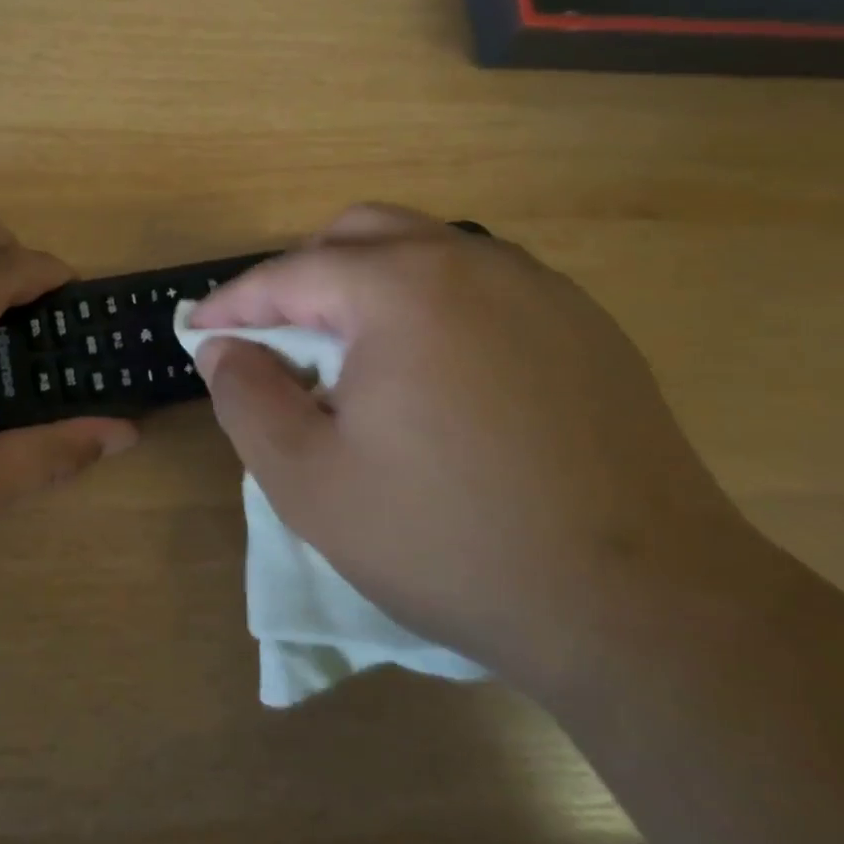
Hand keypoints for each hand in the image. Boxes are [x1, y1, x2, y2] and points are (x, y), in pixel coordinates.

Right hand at [189, 204, 753, 684]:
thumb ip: (246, 400)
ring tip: (348, 352)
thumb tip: (221, 349)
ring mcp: (538, 287)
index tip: (198, 329)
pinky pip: (479, 284)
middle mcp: (472, 262)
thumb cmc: (450, 540)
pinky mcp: (582, 324)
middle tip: (275, 335)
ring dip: (366, 283)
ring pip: (424, 251)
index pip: (290, 274)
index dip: (233, 302)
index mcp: (401, 288)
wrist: (645, 608)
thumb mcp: (310, 482)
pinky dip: (428, 302)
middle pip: (358, 235)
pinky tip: (430, 370)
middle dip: (301, 276)